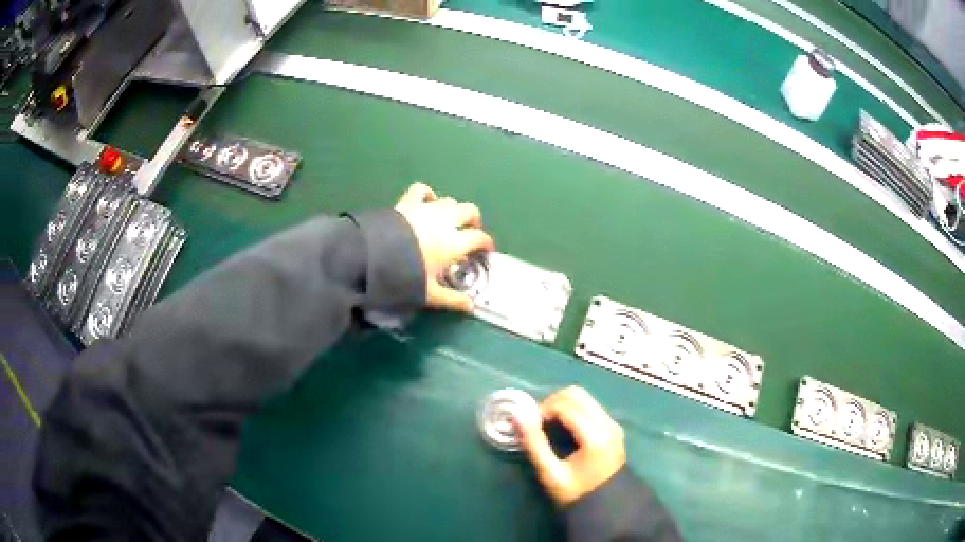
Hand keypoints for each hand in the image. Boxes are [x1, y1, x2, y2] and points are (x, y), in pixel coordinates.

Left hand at [394, 183, 494, 312]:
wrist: (374, 257)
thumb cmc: (407, 276)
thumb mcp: (431, 294)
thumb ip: (452, 299)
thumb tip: (470, 307)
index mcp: (455, 242)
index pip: (480, 237)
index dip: (486, 243)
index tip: (486, 250)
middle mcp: (446, 221)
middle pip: (470, 211)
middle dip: (474, 221)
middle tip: (471, 232)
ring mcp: (427, 209)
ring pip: (449, 200)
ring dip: (453, 209)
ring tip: (448, 221)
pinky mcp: (408, 202)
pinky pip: (422, 190)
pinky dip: (428, 195)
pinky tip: (427, 201)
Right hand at [517, 386, 626, 506]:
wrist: (607, 506)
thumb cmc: (576, 493)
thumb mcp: (551, 473)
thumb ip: (534, 444)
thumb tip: (517, 416)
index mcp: (595, 435)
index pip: (565, 406)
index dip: (542, 410)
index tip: (529, 425)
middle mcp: (608, 423)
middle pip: (576, 394)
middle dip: (552, 402)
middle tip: (538, 422)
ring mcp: (613, 424)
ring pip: (584, 398)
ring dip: (563, 404)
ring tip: (548, 425)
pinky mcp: (613, 427)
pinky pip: (591, 407)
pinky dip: (573, 410)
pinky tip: (563, 429)